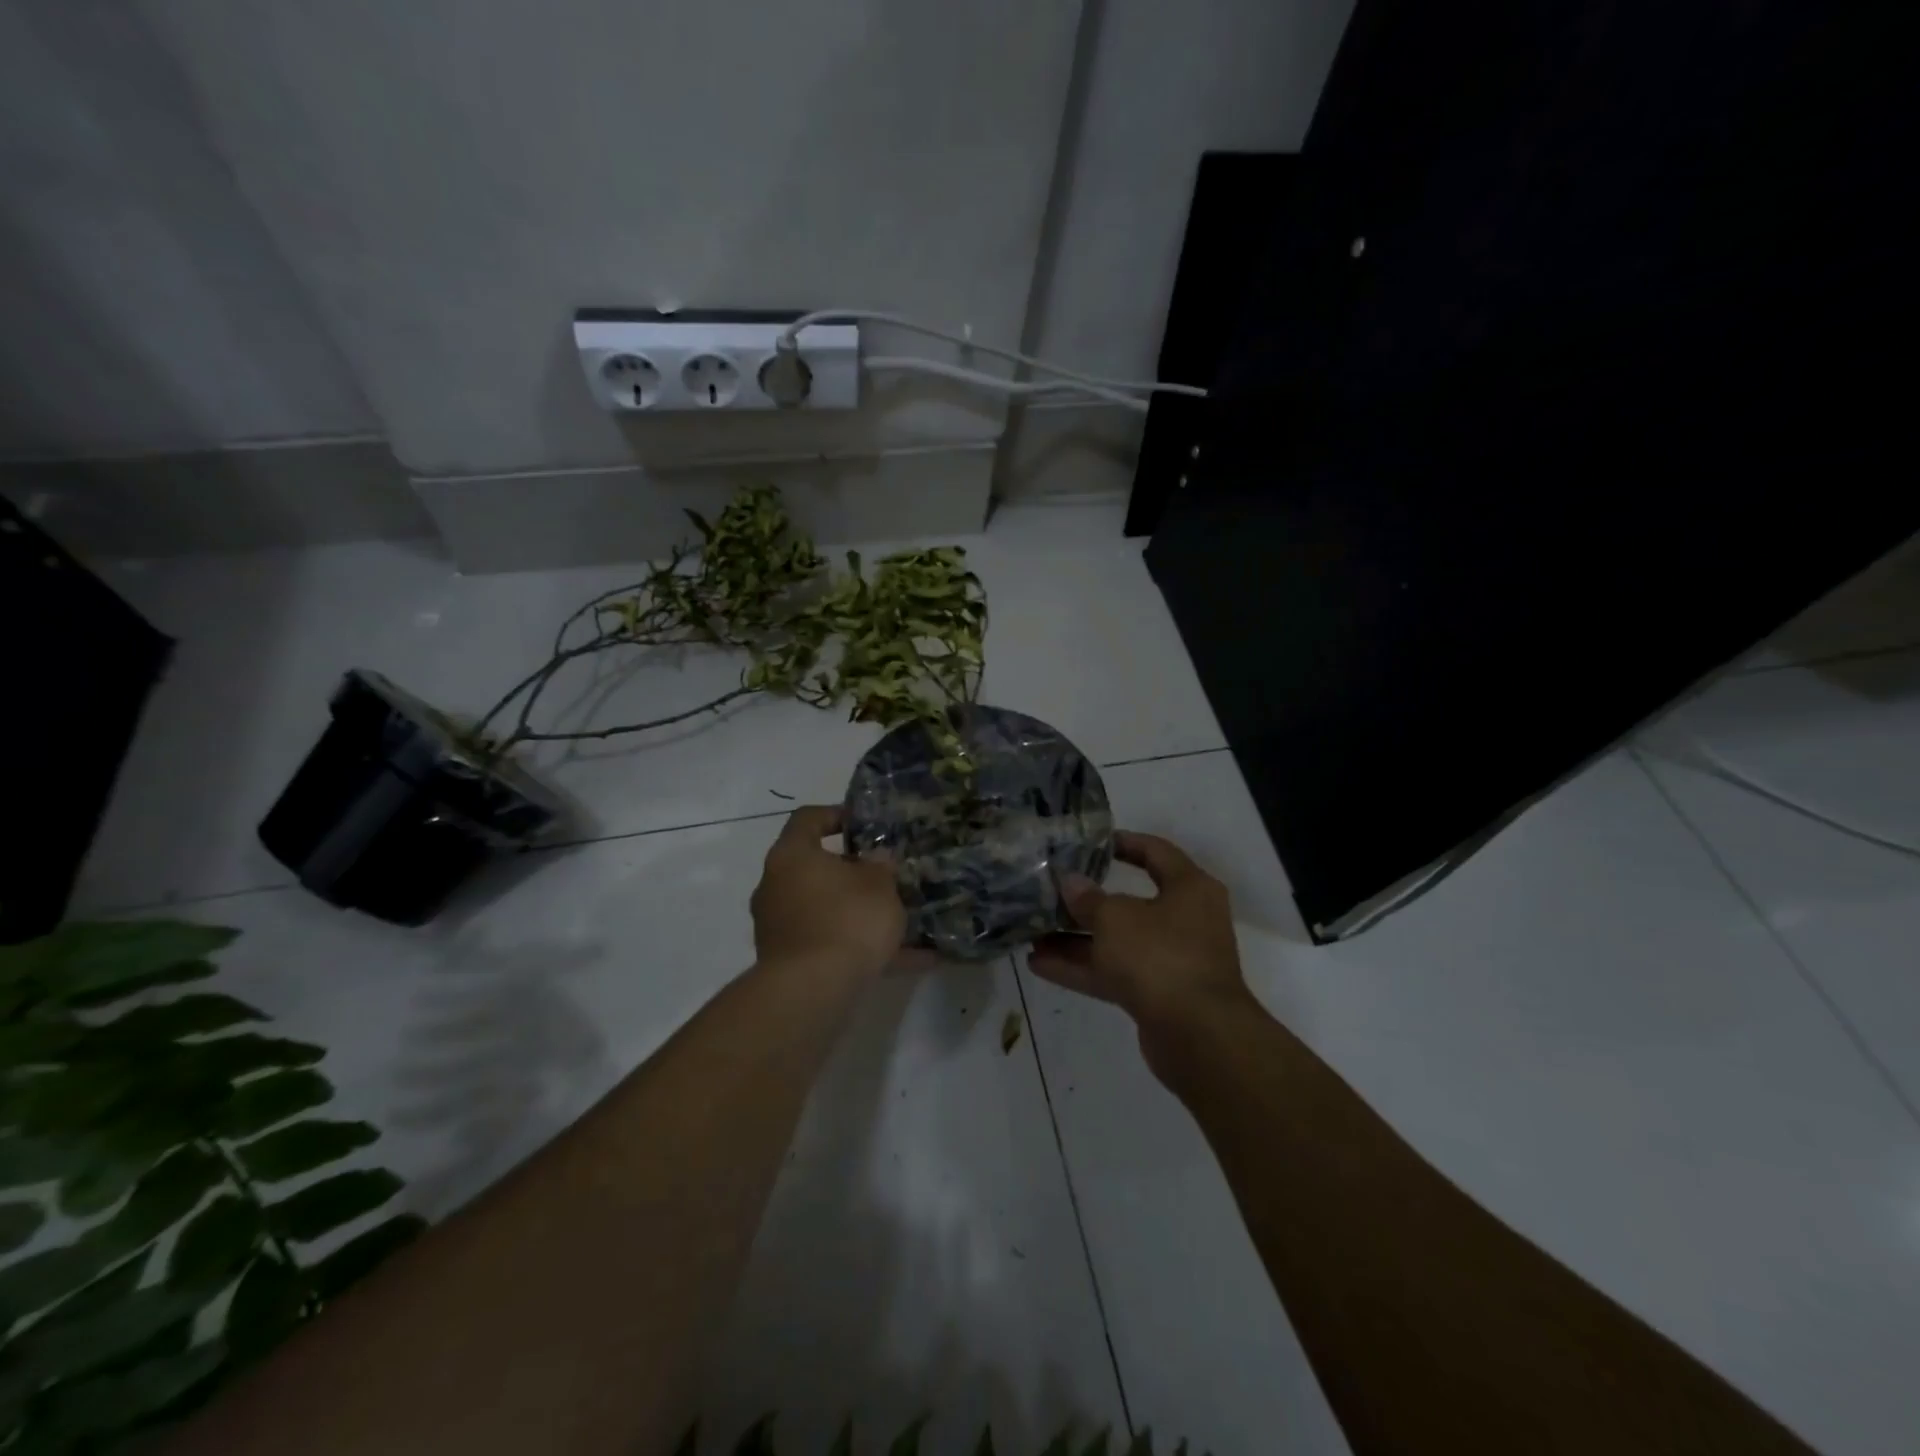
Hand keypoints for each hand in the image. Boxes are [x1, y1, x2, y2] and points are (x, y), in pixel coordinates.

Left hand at [750, 805, 906, 980]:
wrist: (812, 991)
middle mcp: (776, 886)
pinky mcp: (788, 962)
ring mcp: (779, 926)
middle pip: (815, 868)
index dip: (837, 815)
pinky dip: (865, 950)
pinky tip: (912, 961)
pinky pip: (832, 945)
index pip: (808, 819)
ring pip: (826, 910)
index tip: (866, 826)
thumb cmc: (846, 919)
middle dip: (854, 873)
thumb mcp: (879, 885)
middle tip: (887, 876)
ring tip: (905, 923)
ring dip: (860, 914)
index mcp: (791, 855)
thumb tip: (876, 860)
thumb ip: (881, 867)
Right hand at [1028, 831, 1253, 1045]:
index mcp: (1189, 888)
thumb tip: (1070, 882)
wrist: (1199, 1036)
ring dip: (1077, 939)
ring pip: (1118, 942)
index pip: (1155, 852)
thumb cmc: (1160, 956)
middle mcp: (1185, 920)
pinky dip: (1082, 968)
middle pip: (1130, 902)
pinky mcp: (1158, 995)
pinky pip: (1115, 972)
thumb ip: (1088, 899)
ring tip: (1032, 933)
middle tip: (1050, 893)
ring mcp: (1172, 960)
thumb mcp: (1116, 918)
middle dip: (1086, 902)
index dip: (1122, 843)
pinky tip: (1040, 964)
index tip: (1088, 843)